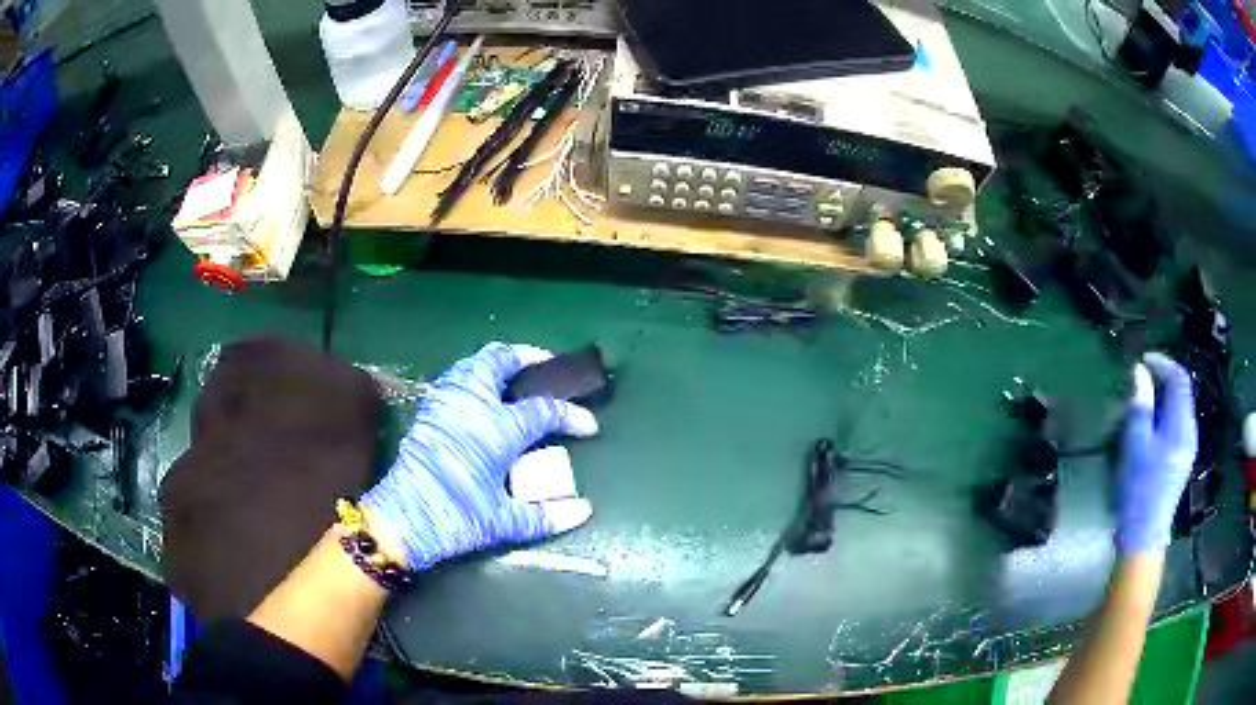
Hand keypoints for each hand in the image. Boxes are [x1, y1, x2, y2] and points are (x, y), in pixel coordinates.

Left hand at [361, 343, 597, 571]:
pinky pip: (455, 377)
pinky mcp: (429, 411)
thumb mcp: (505, 522)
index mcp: (497, 429)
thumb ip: (546, 515)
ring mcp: (446, 403)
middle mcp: (472, 405)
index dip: (571, 415)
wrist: (403, 520)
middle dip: (528, 356)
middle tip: (546, 365)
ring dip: (497, 362)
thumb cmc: (456, 518)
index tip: (589, 425)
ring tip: (514, 375)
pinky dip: (473, 374)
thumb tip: (584, 510)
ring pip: (473, 363)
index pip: (544, 411)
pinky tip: (481, 394)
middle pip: (500, 360)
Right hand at [1114, 352, 1197, 554]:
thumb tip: (1140, 372)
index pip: (1179, 379)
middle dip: (1162, 379)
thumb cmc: (1139, 489)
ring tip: (1143, 400)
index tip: (1143, 360)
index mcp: (1181, 425)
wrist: (1143, 535)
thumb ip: (1141, 406)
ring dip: (1163, 397)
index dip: (1163, 363)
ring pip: (1179, 408)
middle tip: (1141, 379)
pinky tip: (1151, 424)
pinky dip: (1165, 413)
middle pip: (1181, 392)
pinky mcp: (1182, 459)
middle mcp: (1190, 431)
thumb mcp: (1136, 444)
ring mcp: (1188, 447)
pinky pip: (1177, 423)